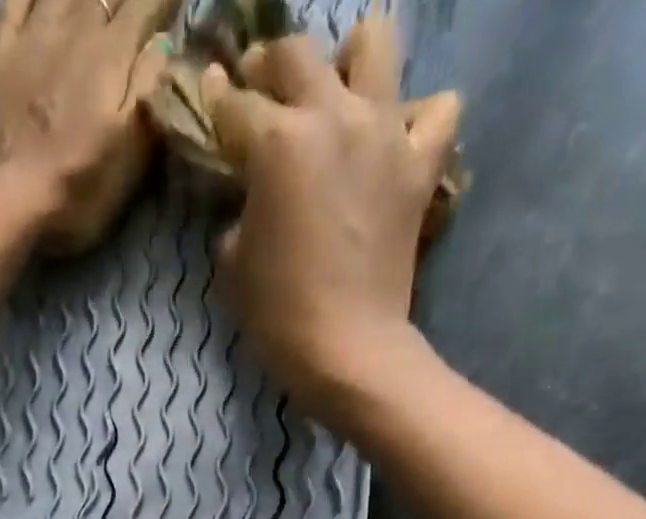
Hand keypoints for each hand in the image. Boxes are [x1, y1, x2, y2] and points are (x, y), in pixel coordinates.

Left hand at [0, 0, 178, 254]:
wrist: (2, 201)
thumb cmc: (74, 191)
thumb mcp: (128, 157)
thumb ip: (149, 93)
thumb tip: (165, 44)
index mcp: (112, 56)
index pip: (148, 4)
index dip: (165, 2)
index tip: (173, 8)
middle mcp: (76, 28)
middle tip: (136, 6)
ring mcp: (33, 34)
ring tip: (99, 0)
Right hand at [204, 21, 459, 421]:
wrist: (347, 349)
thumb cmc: (279, 315)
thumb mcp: (234, 265)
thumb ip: (239, 213)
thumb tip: (251, 199)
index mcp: (278, 143)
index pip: (235, 104)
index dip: (215, 100)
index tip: (209, 94)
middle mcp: (334, 116)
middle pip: (297, 54)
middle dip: (269, 66)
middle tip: (261, 89)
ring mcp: (385, 134)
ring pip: (375, 43)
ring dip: (349, 59)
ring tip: (336, 93)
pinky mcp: (420, 166)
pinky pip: (436, 110)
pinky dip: (418, 117)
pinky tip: (395, 140)